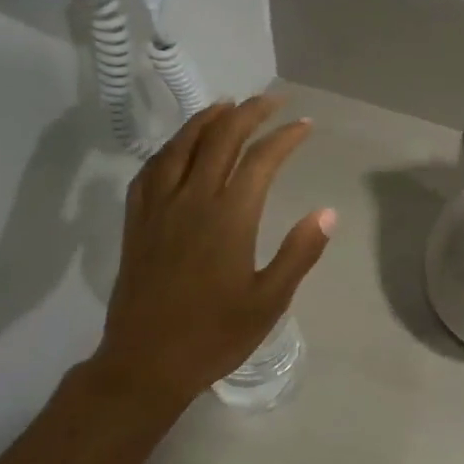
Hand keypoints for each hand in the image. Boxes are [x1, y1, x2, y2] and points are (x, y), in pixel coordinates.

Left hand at [90, 96, 334, 410]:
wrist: (146, 363)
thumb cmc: (215, 335)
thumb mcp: (269, 301)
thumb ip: (299, 253)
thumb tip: (326, 212)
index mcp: (229, 218)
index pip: (260, 160)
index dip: (285, 137)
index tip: (305, 126)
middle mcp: (191, 201)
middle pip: (219, 140)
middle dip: (248, 113)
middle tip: (271, 100)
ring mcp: (158, 209)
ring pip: (180, 147)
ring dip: (206, 120)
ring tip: (226, 105)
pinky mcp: (136, 223)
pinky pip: (150, 171)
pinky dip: (169, 149)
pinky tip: (178, 148)